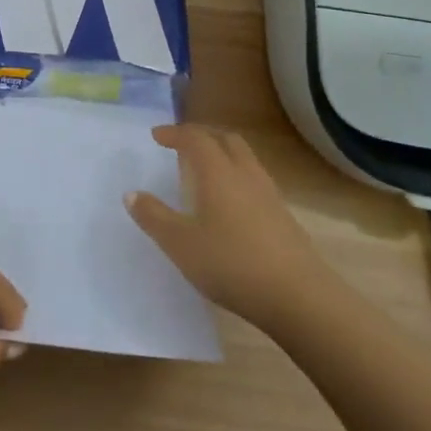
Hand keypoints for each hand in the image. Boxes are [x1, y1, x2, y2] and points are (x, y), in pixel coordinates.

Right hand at [127, 124, 326, 332]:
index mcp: (218, 173)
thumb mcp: (181, 244)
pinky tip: (229, 203)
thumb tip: (132, 194)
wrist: (299, 297)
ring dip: (222, 154)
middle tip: (182, 145)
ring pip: (245, 159)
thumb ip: (154, 217)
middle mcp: (245, 174)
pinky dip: (236, 176)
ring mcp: (269, 195)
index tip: (157, 136)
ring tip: (204, 170)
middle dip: (202, 136)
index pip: (196, 138)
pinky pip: (255, 180)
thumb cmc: (232, 264)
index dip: (175, 133)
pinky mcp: (283, 216)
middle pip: (226, 139)